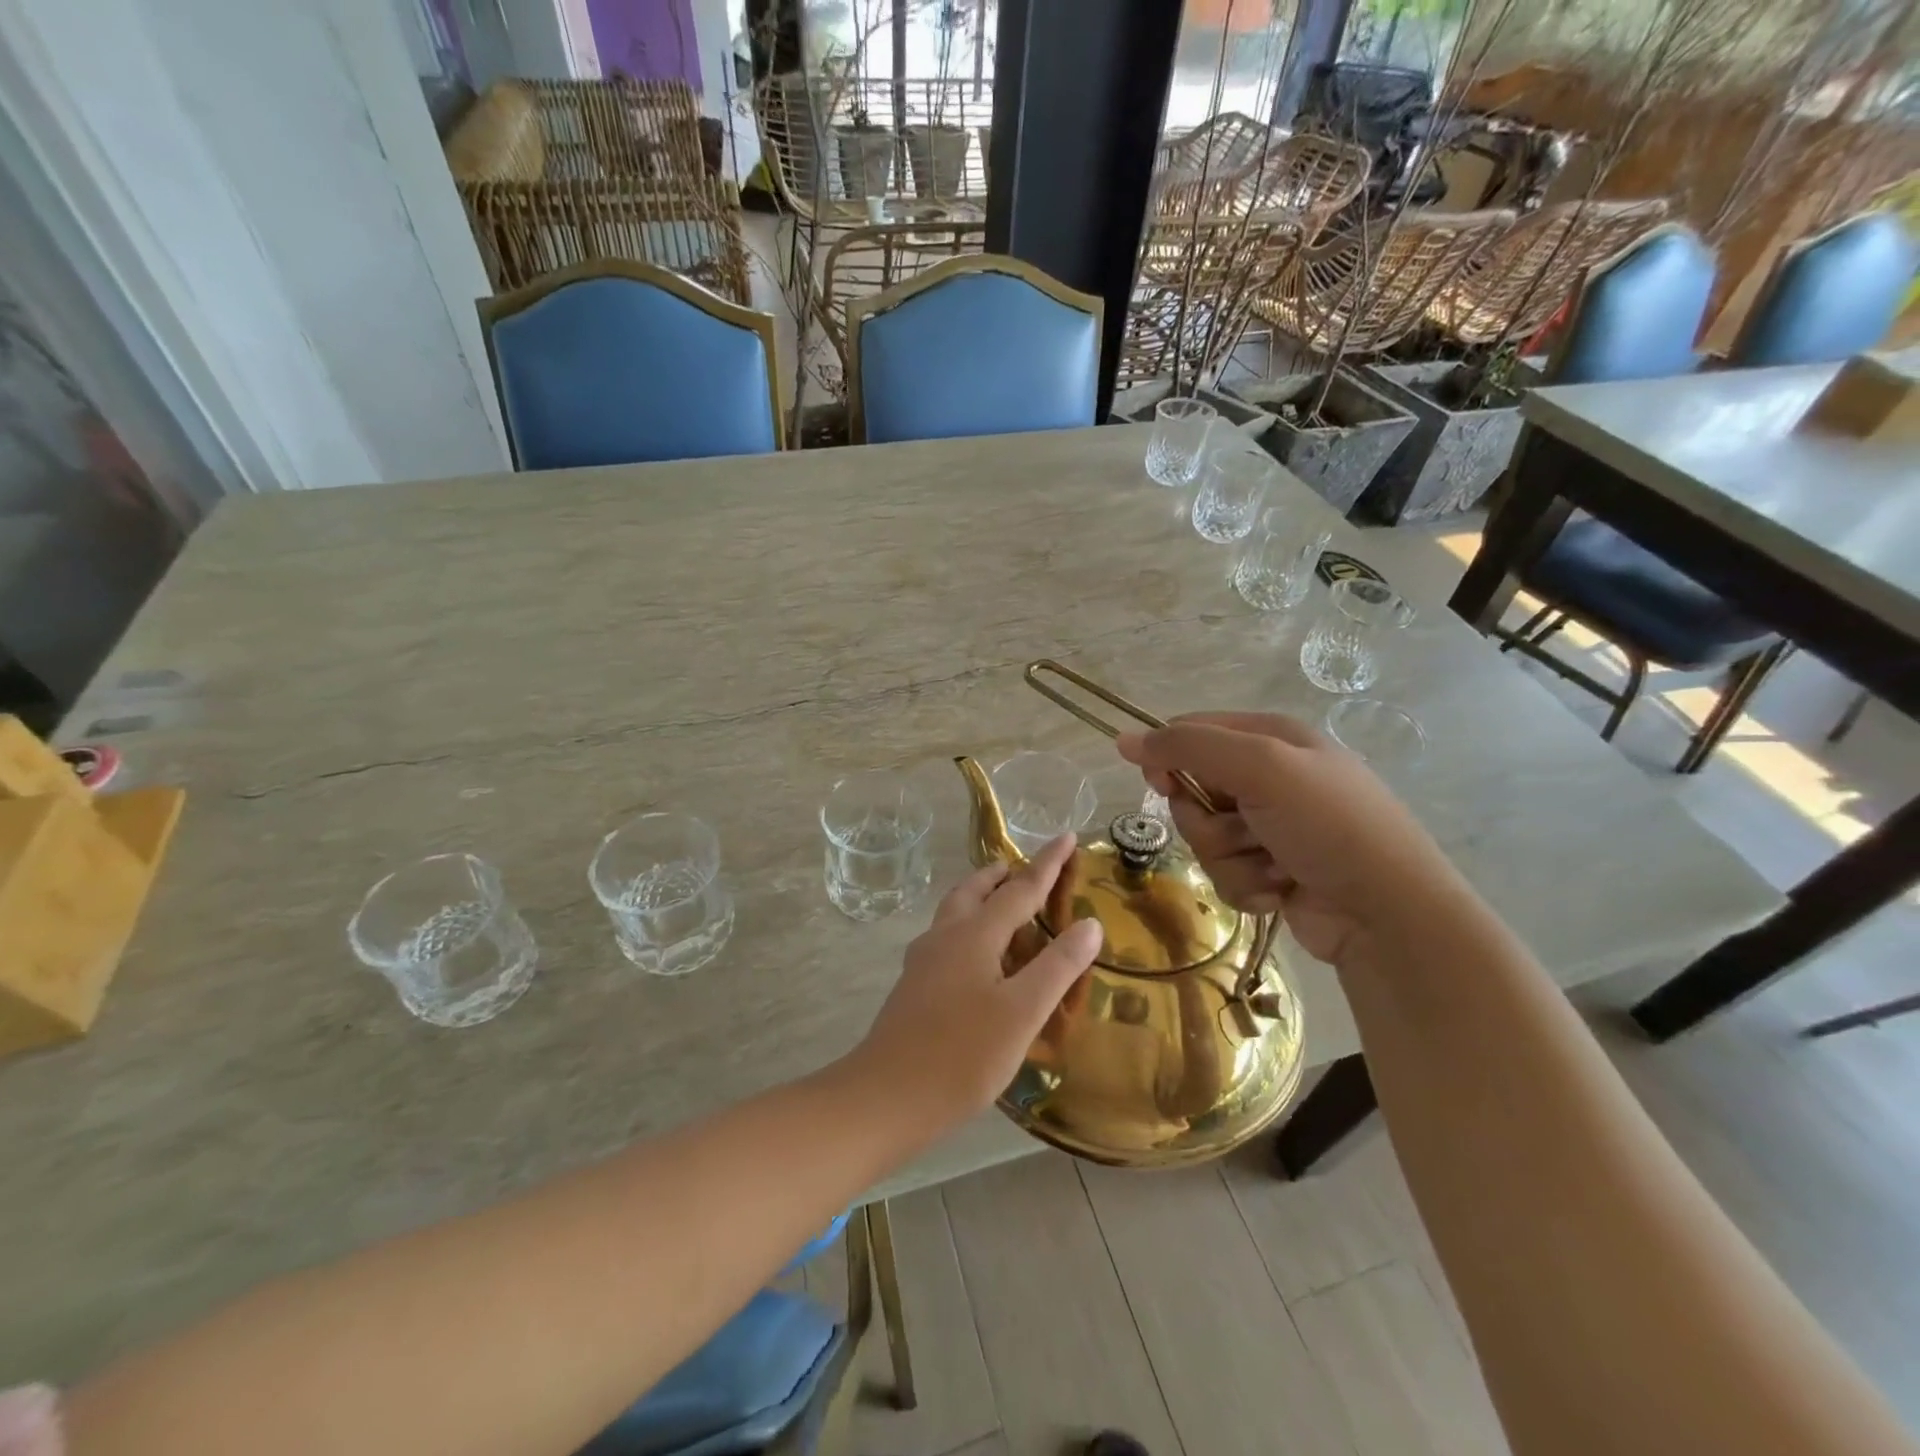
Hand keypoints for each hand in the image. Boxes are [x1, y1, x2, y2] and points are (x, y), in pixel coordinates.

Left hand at [851, 834, 1102, 1134]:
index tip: (1066, 836)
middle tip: (1026, 870)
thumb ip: (1058, 965)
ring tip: (1005, 905)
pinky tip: (979, 958)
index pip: (1020, 888)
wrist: (887, 1096)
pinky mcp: (914, 985)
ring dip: (982, 897)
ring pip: (956, 911)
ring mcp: (924, 960)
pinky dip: (971, 927)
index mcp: (974, 934)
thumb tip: (1090, 923)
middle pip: (975, 889)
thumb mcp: (1023, 1012)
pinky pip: (948, 936)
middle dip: (1003, 874)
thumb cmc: (963, 1054)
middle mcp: (946, 936)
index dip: (1047, 863)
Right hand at [1118, 712, 1464, 967]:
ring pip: (1205, 839)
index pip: (1191, 734)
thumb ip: (1189, 748)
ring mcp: (1271, 828)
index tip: (1164, 785)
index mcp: (1271, 737)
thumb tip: (1123, 740)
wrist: (1387, 913)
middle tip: (1244, 829)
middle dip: (1208, 821)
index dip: (1169, 758)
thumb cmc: (1328, 824)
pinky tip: (1282, 890)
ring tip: (1275, 866)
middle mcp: (1270, 778)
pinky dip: (1247, 886)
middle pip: (1192, 792)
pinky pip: (1226, 874)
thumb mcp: (1260, 767)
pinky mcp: (1272, 871)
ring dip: (1231, 859)